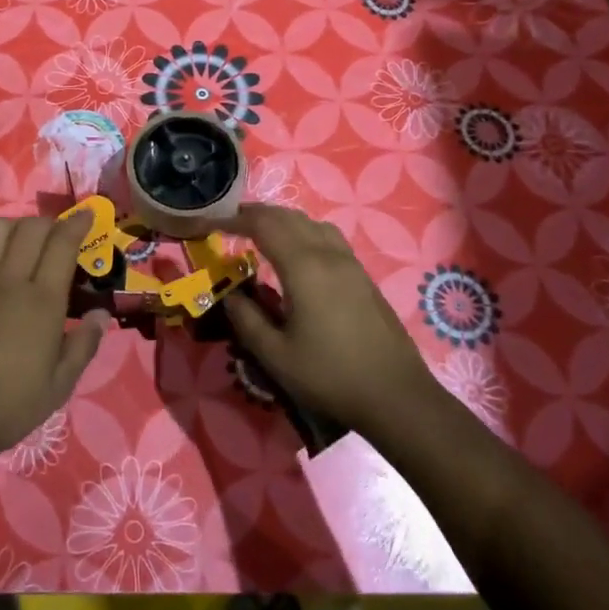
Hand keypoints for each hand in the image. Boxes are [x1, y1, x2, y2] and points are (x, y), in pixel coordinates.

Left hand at [0, 212, 105, 524]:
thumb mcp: (58, 386)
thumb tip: (102, 315)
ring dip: (13, 227)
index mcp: (42, 301)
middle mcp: (9, 280)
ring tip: (21, 243)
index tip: (86, 215)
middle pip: (30, 228)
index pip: (62, 243)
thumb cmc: (7, 407)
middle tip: (56, 235)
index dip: (77, 223)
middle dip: (48, 222)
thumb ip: (84, 346)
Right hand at [223, 205, 436, 437]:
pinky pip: (327, 237)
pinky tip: (297, 254)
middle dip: (256, 214)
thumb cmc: (330, 376)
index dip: (235, 218)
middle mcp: (328, 254)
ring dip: (282, 220)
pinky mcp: (363, 276)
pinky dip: (303, 231)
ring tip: (261, 233)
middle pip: (288, 217)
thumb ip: (246, 319)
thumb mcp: (276, 355)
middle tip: (230, 223)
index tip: (212, 222)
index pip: (263, 225)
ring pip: (311, 223)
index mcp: (303, 267)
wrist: (396, 395)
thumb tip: (228, 294)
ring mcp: (350, 263)